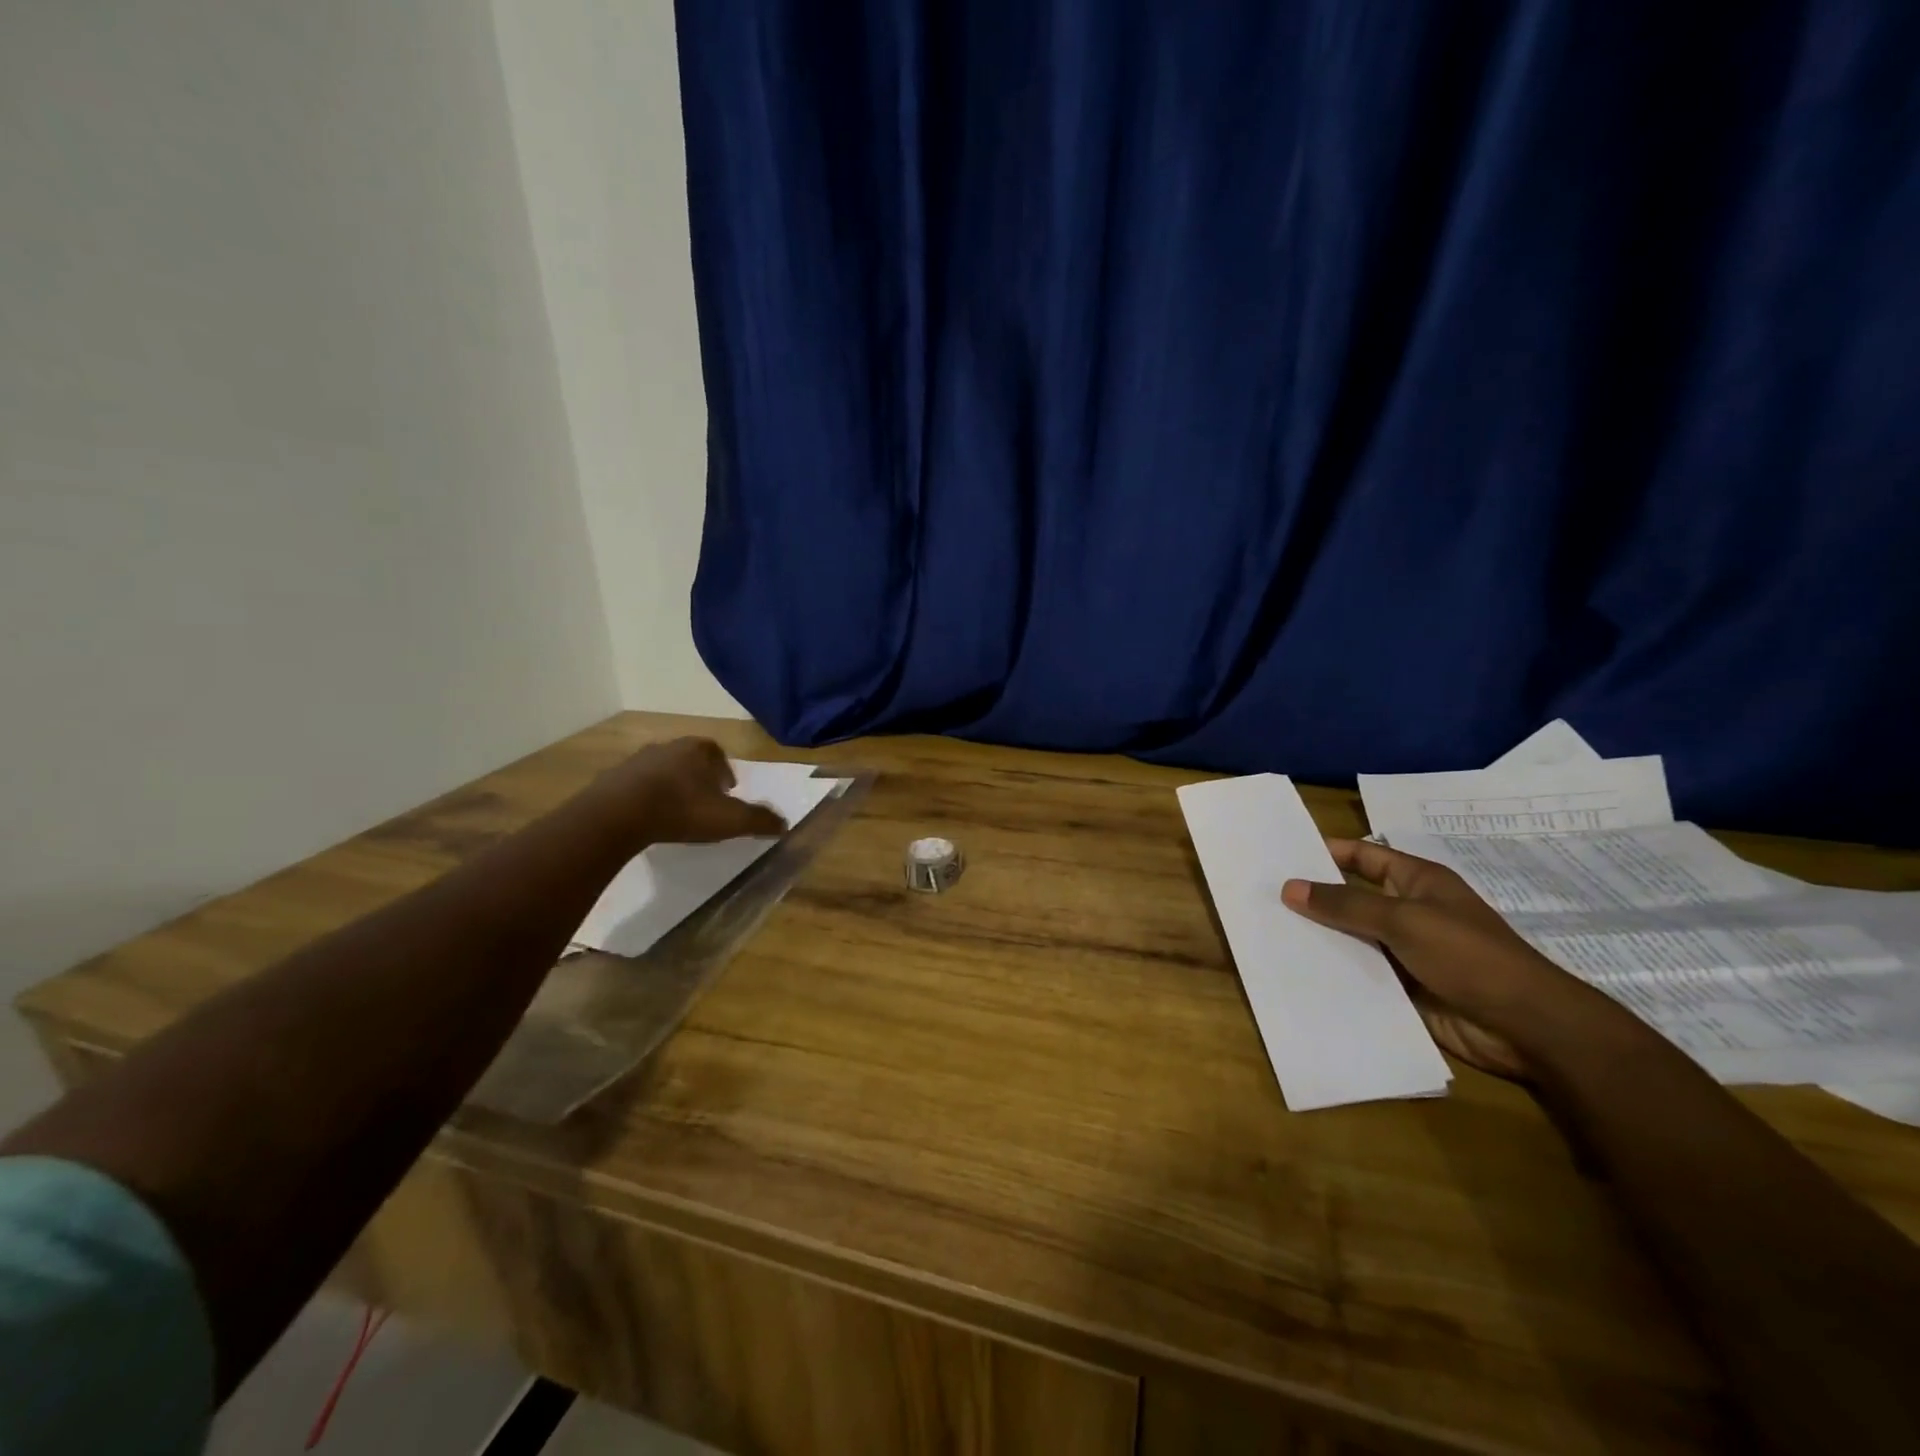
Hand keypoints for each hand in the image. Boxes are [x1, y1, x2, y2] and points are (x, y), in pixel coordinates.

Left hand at [590, 738, 787, 845]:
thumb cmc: (682, 809)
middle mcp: (669, 746)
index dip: (725, 771)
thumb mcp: (730, 819)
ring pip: (662, 770)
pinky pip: (636, 785)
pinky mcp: (613, 778)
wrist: (618, 814)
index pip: (718, 753)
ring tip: (676, 810)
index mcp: (699, 750)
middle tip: (704, 800)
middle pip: (689, 758)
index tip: (728, 791)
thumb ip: (759, 820)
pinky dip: (646, 796)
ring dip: (671, 786)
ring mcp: (637, 760)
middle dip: (699, 776)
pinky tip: (649, 817)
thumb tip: (785, 824)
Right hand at [1280, 839, 1606, 1079]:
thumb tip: (1289, 888)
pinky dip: (1332, 970)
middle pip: (1350, 897)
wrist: (1525, 1027)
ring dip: (1318, 937)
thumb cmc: (1469, 956)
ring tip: (1266, 932)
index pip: (1362, 856)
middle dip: (1312, 897)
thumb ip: (1345, 905)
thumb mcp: (1404, 920)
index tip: (1280, 854)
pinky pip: (1358, 972)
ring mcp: (1404, 951)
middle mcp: (1407, 911)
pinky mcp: (1401, 987)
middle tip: (1260, 894)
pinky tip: (1294, 970)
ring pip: (1350, 937)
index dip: (1325, 851)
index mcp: (1416, 882)